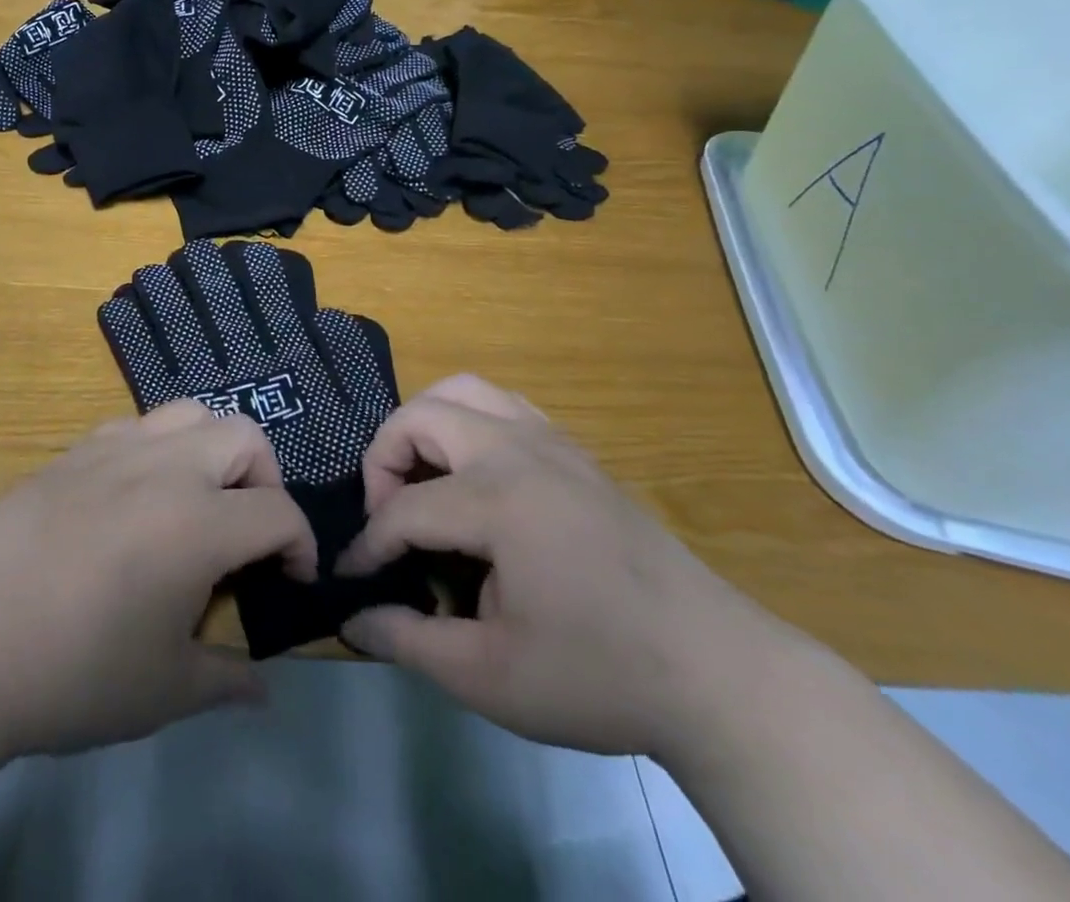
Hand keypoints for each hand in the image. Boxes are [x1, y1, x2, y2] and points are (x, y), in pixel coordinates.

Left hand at [0, 401, 316, 768]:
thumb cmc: (71, 674)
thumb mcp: (162, 691)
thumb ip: (226, 680)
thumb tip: (263, 688)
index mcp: (197, 522)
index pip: (278, 511)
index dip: (300, 545)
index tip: (290, 580)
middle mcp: (165, 467)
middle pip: (245, 436)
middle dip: (266, 479)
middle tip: (248, 531)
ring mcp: (115, 448)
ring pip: (191, 413)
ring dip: (213, 449)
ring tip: (198, 499)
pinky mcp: (73, 450)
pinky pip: (137, 425)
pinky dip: (160, 446)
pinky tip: (136, 493)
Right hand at [338, 375, 791, 757]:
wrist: (718, 673)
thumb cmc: (600, 675)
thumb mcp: (492, 677)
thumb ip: (410, 641)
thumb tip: (353, 619)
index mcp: (496, 501)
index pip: (403, 508)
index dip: (368, 544)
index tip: (351, 576)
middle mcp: (518, 451)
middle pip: (420, 416)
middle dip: (385, 460)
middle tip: (390, 516)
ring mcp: (552, 442)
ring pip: (464, 391)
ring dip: (427, 427)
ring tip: (426, 482)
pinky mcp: (575, 451)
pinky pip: (503, 405)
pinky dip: (470, 423)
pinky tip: (477, 477)